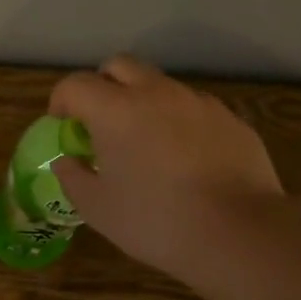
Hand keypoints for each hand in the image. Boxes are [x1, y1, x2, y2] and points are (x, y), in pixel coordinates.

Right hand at [49, 55, 283, 280]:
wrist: (239, 233)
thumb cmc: (156, 221)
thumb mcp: (98, 209)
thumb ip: (73, 178)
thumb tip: (66, 162)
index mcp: (116, 110)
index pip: (76, 84)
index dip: (61, 101)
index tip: (62, 125)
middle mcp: (157, 93)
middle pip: (120, 66)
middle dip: (102, 87)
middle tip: (100, 123)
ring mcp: (198, 102)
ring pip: (160, 86)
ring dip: (143, 103)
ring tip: (146, 145)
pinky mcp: (230, 119)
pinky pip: (193, 109)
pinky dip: (178, 122)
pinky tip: (186, 160)